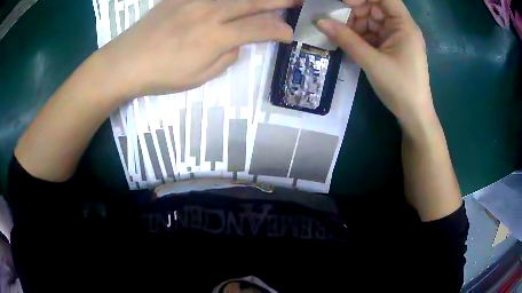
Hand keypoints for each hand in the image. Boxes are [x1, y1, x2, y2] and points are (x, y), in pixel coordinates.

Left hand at [96, 0, 300, 99]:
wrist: (125, 62)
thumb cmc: (161, 75)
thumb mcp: (199, 77)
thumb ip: (225, 59)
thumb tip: (237, 44)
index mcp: (216, 37)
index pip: (258, 29)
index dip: (279, 31)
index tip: (289, 35)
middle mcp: (210, 12)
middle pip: (252, 2)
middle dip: (279, 1)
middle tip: (297, 0)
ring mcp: (194, 1)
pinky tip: (231, 0)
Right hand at [316, 0, 432, 128]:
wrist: (414, 115)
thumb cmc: (400, 88)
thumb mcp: (372, 62)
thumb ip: (346, 39)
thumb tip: (319, 21)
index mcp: (404, 25)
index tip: (343, 3)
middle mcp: (401, 27)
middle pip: (375, 7)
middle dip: (355, 11)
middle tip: (334, 19)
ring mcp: (396, 37)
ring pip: (372, 20)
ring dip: (355, 25)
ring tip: (339, 34)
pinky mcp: (392, 47)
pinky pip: (373, 33)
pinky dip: (360, 36)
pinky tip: (348, 42)